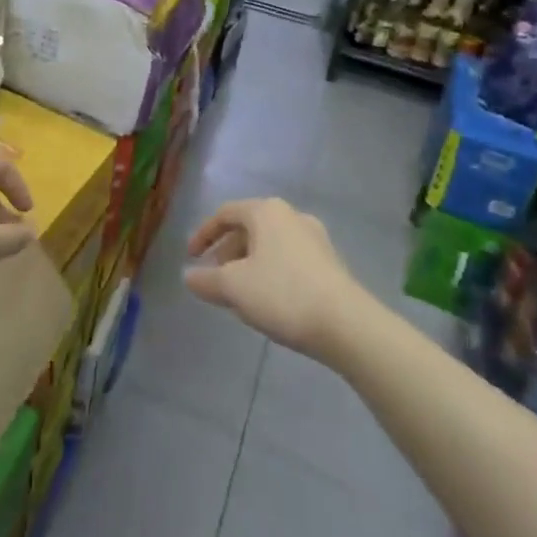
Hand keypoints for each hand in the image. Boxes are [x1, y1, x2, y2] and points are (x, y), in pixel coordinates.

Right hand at [184, 198, 366, 359]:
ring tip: (239, 294)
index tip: (190, 258)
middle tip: (214, 278)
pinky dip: (270, 273)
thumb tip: (189, 276)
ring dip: (248, 265)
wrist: (347, 325)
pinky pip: (289, 260)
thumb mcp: (233, 288)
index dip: (203, 234)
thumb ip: (205, 280)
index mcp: (266, 211)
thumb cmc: (282, 294)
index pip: (225, 214)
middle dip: (226, 253)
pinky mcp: (330, 263)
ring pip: (270, 246)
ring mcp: (315, 239)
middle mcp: (292, 216)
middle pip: (248, 229)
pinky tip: (268, 301)